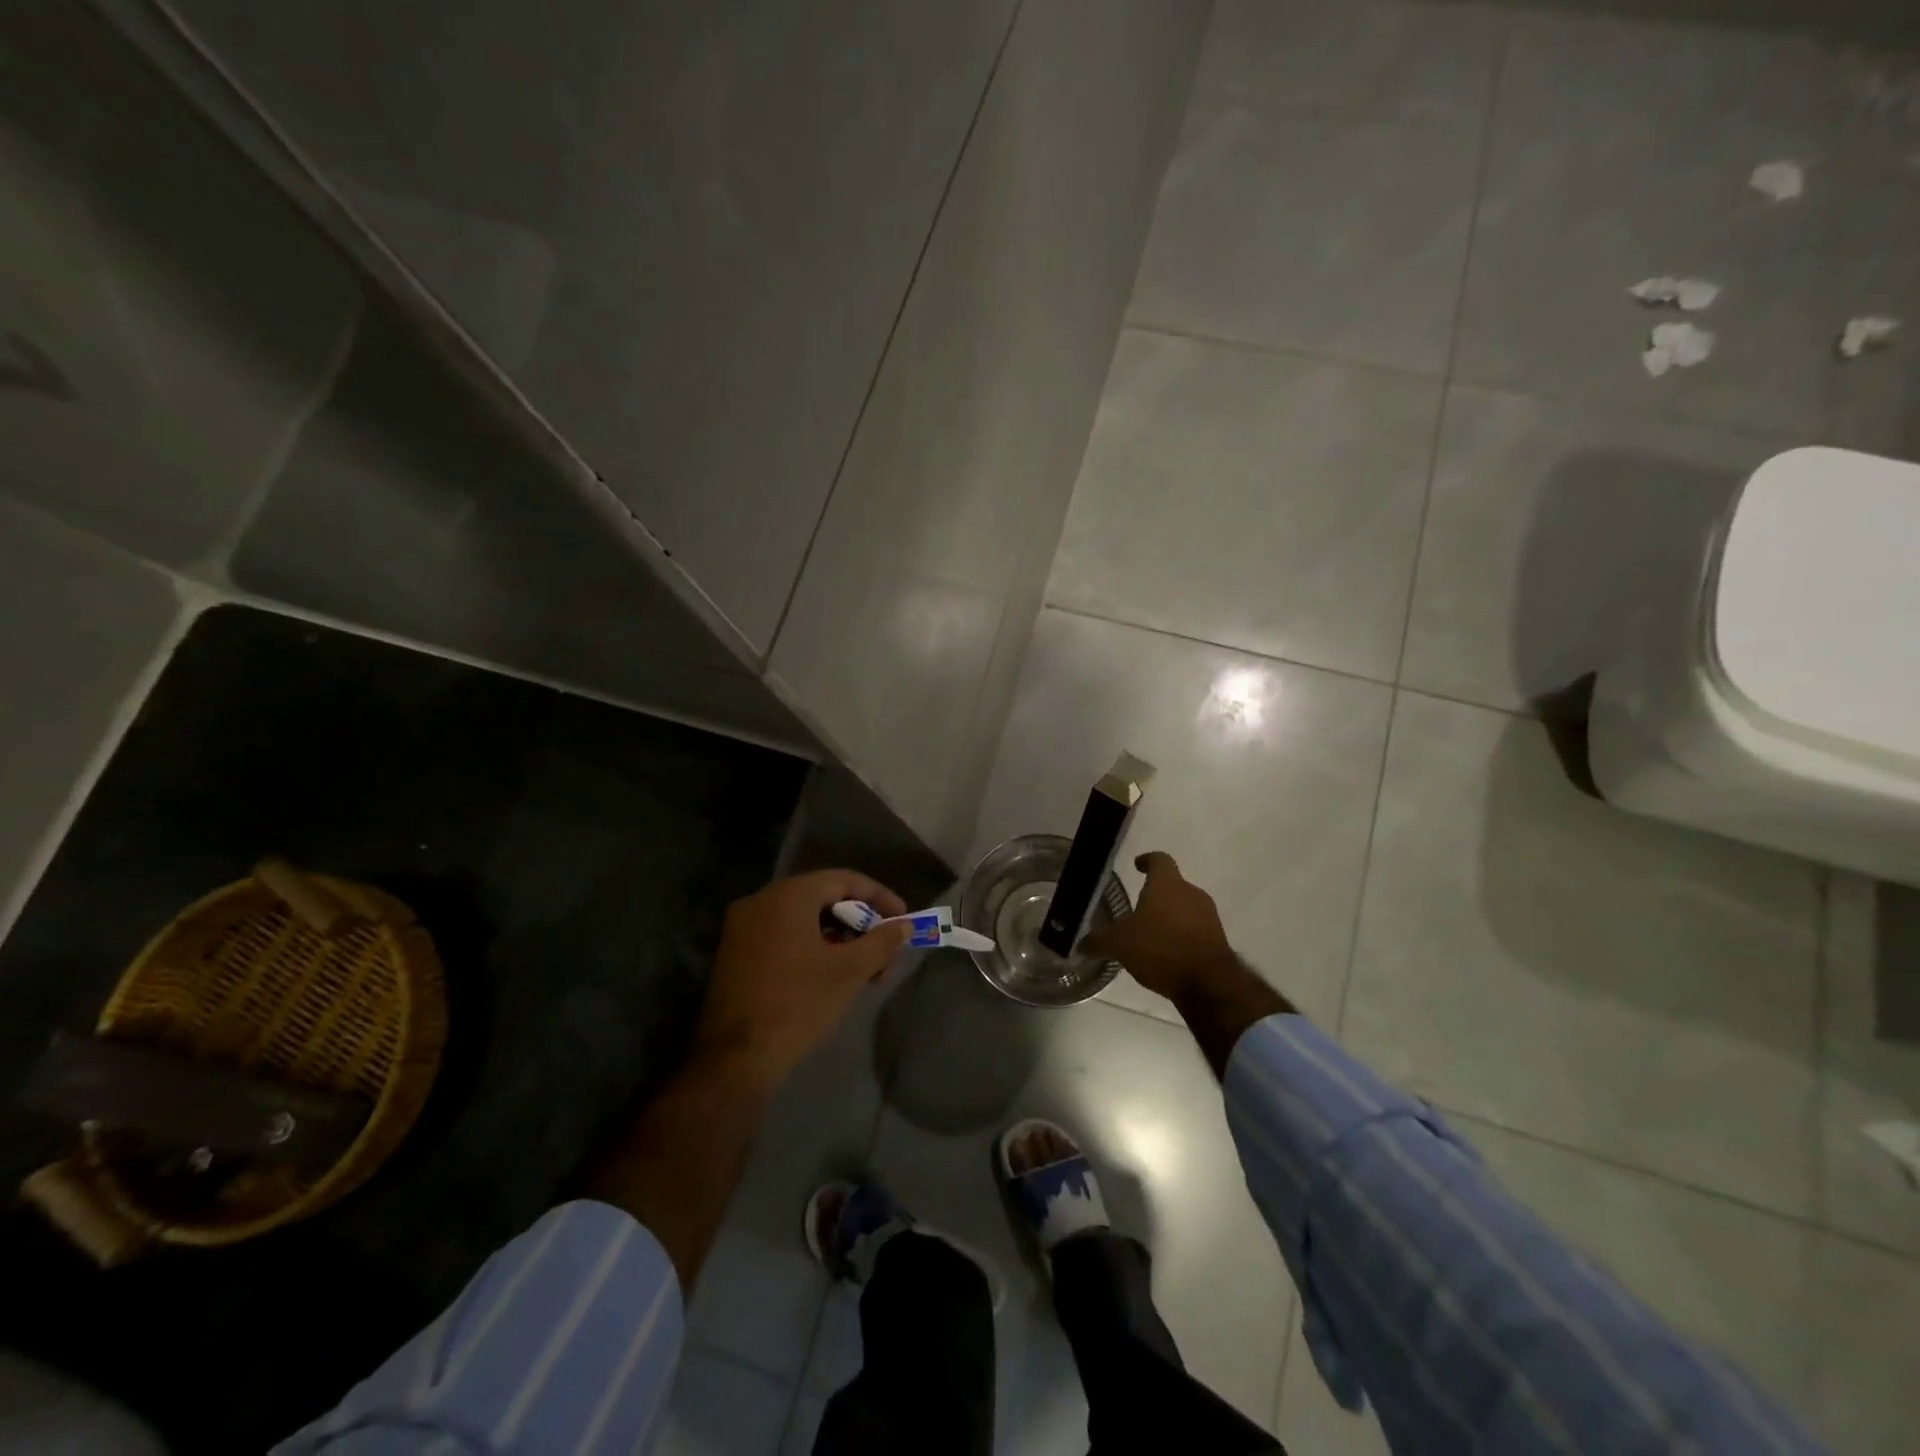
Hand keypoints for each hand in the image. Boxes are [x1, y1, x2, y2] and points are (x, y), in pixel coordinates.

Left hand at [693, 870, 910, 1092]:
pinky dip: (810, 944)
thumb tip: (903, 926)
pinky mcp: (734, 951)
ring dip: (836, 936)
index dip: (879, 897)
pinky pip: (781, 933)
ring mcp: (742, 926)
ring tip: (861, 967)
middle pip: (822, 896)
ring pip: (802, 917)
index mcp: (789, 895)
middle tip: (883, 949)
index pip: (844, 880)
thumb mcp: (849, 972)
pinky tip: (827, 972)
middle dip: (858, 921)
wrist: (735, 1057)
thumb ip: (881, 942)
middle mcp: (761, 900)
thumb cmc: (798, 1004)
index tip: (902, 919)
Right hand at [1082, 851, 1236, 1001]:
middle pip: (1172, 886)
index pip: (1159, 860)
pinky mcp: (1218, 940)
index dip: (1147, 860)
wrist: (1208, 982)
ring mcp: (1208, 917)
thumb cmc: (1159, 948)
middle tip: (1137, 909)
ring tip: (1150, 936)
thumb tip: (1080, 944)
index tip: (1138, 865)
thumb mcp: (1119, 944)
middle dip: (1155, 896)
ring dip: (1169, 918)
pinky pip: (1195, 931)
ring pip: (1185, 909)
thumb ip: (1099, 941)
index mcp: (1167, 884)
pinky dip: (1181, 937)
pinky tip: (1167, 955)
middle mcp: (1191, 893)